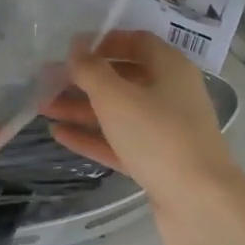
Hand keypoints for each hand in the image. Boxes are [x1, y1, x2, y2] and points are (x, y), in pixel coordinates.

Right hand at [40, 31, 244, 244]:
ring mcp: (165, 131)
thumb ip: (91, 70)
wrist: (199, 204)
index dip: (104, 41)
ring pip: (118, 112)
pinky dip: (92, 137)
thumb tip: (77, 47)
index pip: (137, 42)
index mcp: (170, 68)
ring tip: (44, 107)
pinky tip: (59, 134)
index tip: (72, 49)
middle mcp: (171, 94)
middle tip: (48, 80)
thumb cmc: (158, 136)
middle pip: (124, 78)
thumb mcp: (117, 97)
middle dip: (85, 79)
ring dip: (82, 108)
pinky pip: (119, 142)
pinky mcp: (157, 162)